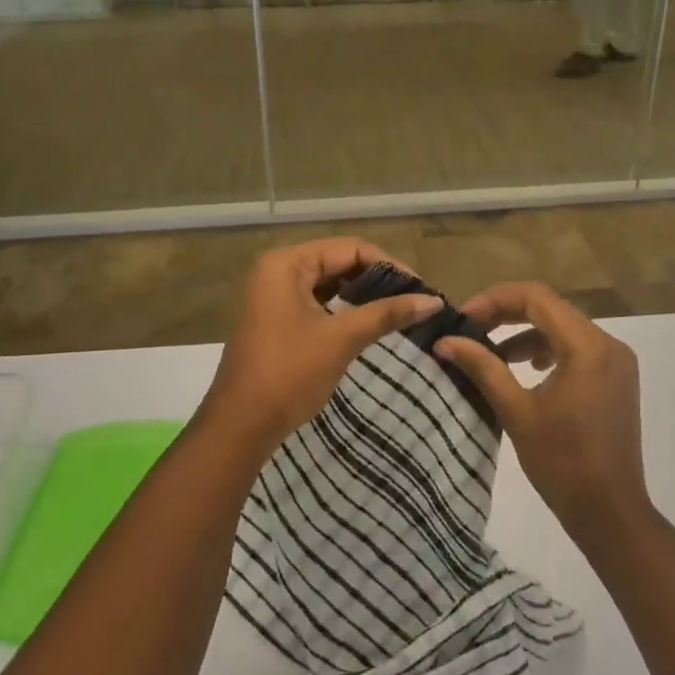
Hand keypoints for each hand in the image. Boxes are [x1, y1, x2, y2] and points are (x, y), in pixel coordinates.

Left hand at [199, 238, 440, 458]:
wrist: (241, 425)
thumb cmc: (290, 373)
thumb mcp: (342, 338)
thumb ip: (387, 313)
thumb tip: (434, 301)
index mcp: (287, 263)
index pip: (349, 248)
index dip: (388, 265)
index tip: (419, 289)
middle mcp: (277, 270)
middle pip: (338, 262)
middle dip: (376, 280)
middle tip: (412, 300)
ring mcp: (273, 296)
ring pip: (328, 284)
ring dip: (361, 296)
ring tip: (397, 312)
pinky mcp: (276, 319)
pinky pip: (317, 303)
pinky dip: (343, 310)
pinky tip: (368, 324)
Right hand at [434, 282, 650, 542]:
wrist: (610, 513)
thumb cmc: (561, 463)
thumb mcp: (516, 411)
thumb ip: (482, 367)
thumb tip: (444, 341)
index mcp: (587, 346)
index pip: (536, 298)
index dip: (495, 299)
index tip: (463, 318)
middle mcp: (608, 343)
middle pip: (550, 308)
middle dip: (507, 313)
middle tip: (470, 329)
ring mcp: (616, 361)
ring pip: (563, 327)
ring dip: (526, 332)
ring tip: (490, 352)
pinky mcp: (616, 378)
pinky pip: (577, 347)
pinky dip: (548, 349)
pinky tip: (525, 367)